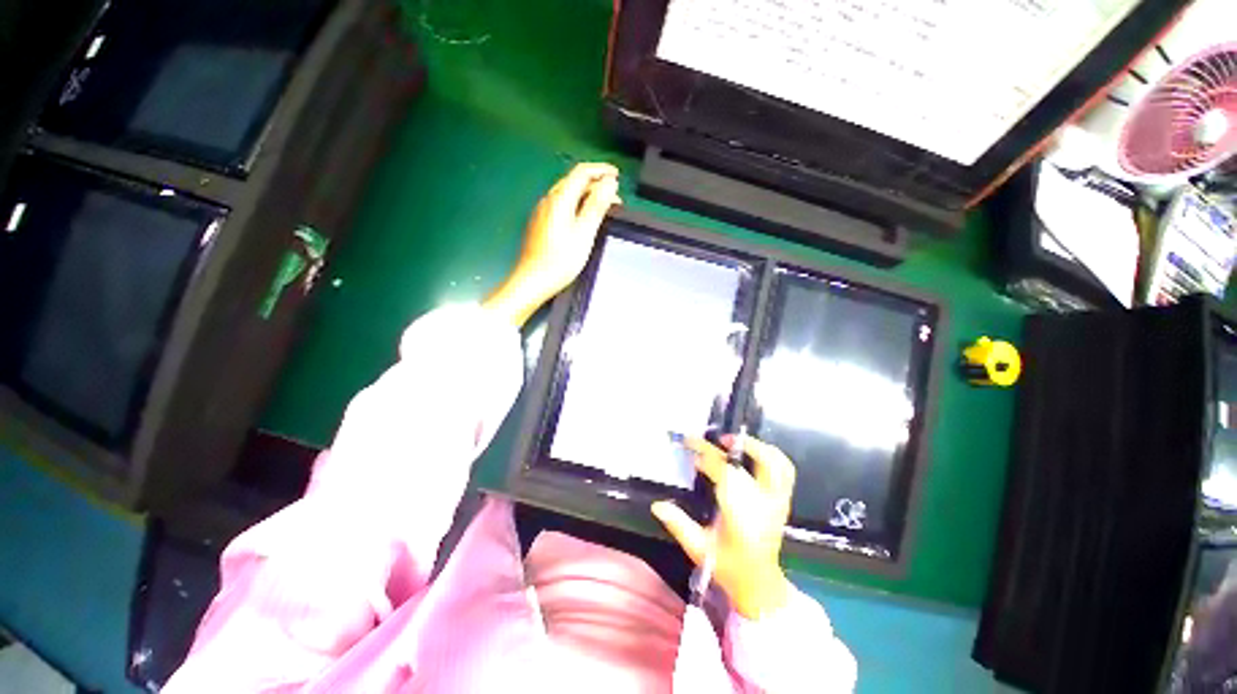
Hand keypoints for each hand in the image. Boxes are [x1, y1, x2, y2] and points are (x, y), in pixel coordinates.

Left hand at [484, 162, 620, 326]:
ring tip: (604, 208)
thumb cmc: (560, 260)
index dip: (601, 170)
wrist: (533, 280)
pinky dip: (577, 205)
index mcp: (560, 199)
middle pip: (574, 181)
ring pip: (568, 193)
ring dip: (587, 195)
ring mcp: (543, 211)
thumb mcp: (584, 233)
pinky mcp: (541, 223)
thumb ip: (597, 206)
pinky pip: (562, 205)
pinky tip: (584, 219)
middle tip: (615, 197)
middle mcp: (549, 200)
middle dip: (596, 184)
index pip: (581, 173)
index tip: (617, 175)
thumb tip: (609, 183)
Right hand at [652, 435, 795, 619]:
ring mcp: (778, 501)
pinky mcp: (783, 500)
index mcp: (743, 516)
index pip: (728, 474)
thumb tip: (657, 505)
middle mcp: (765, 504)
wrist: (760, 583)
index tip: (692, 452)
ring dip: (755, 445)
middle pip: (756, 462)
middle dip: (732, 445)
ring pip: (777, 463)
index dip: (709, 457)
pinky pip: (786, 470)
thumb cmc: (728, 566)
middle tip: (712, 440)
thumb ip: (679, 525)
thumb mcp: (699, 549)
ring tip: (733, 441)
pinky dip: (771, 454)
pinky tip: (753, 452)